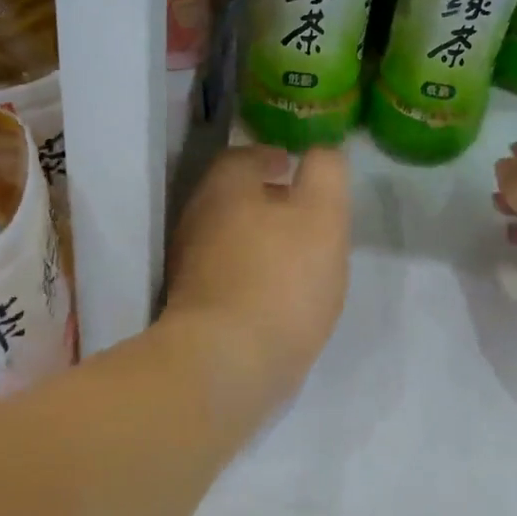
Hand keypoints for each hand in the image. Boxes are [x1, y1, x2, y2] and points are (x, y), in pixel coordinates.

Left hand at [164, 145, 350, 415]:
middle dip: (264, 199)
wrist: (228, 363)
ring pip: (228, 238)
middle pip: (231, 198)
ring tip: (297, 253)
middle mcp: (198, 222)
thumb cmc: (282, 279)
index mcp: (224, 191)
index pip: (241, 158)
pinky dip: (251, 273)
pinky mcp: (194, 309)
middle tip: (301, 211)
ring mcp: (190, 269)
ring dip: (259, 238)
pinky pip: (227, 276)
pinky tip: (278, 294)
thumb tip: (322, 153)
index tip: (291, 166)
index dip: (268, 158)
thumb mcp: (323, 215)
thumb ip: (326, 174)